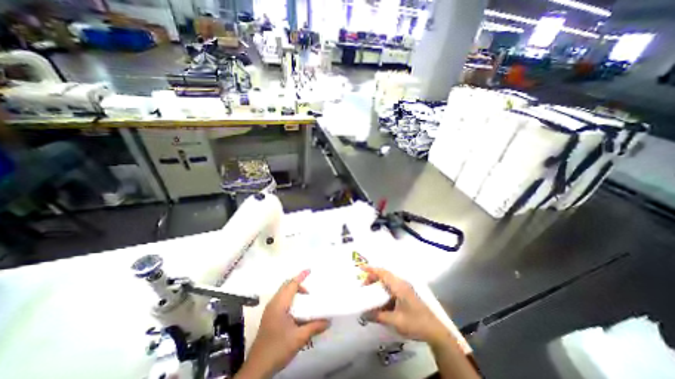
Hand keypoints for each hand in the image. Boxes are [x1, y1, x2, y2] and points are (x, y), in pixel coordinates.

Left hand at [238, 269, 331, 378]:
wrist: (257, 368)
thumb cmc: (278, 348)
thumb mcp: (299, 338)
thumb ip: (314, 327)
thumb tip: (328, 321)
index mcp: (280, 304)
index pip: (291, 284)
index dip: (301, 276)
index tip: (309, 270)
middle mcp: (273, 303)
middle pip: (286, 286)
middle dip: (298, 284)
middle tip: (310, 292)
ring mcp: (270, 310)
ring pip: (283, 292)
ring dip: (294, 291)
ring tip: (305, 299)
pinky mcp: (269, 316)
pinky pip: (281, 299)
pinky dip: (290, 298)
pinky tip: (296, 309)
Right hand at [361, 267, 448, 346]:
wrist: (435, 331)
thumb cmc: (415, 323)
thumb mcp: (395, 321)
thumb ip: (378, 316)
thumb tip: (364, 314)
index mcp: (399, 286)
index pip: (383, 273)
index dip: (371, 269)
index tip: (360, 268)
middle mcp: (402, 283)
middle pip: (384, 275)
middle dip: (373, 277)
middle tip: (363, 286)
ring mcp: (405, 288)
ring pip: (388, 280)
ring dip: (378, 283)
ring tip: (369, 292)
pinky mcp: (406, 293)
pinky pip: (392, 287)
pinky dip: (384, 289)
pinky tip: (380, 300)